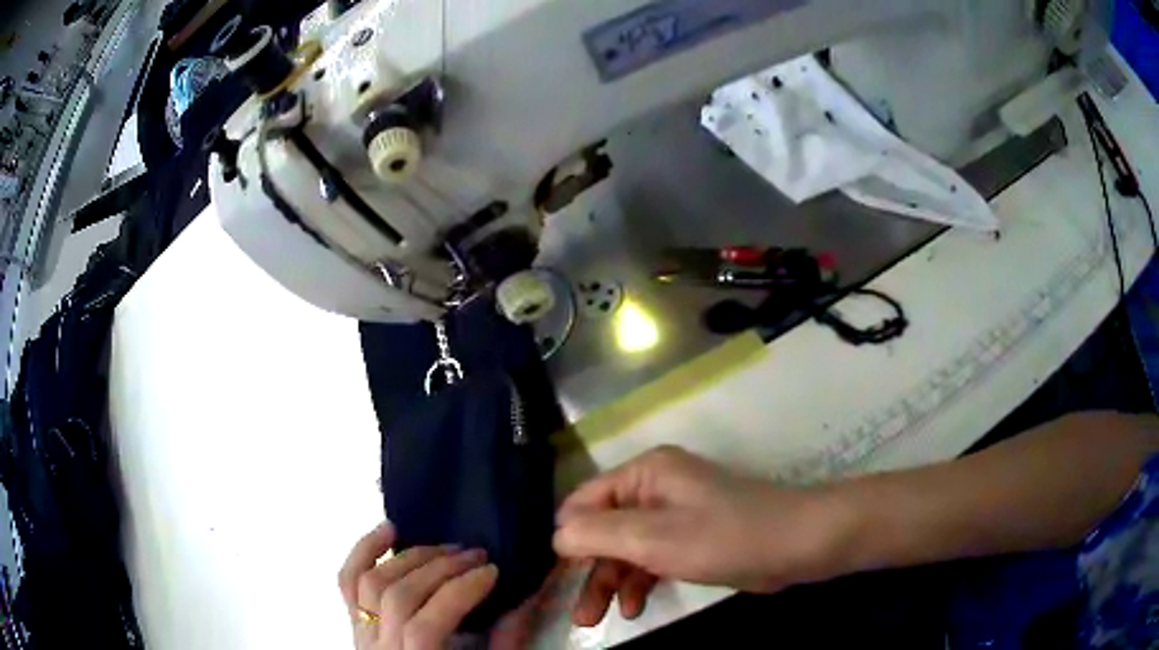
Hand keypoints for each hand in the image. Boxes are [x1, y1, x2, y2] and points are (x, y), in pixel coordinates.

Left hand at [339, 523, 549, 648]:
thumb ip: (503, 645)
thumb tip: (521, 602)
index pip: (425, 626)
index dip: (458, 594)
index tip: (492, 571)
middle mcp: (379, 648)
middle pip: (399, 596)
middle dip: (440, 569)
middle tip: (476, 553)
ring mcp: (361, 632)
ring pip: (372, 582)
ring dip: (410, 557)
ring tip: (444, 546)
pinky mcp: (355, 621)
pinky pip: (348, 581)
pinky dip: (363, 551)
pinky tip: (388, 530)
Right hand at [553, 447, 846, 626]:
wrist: (796, 546)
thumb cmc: (725, 537)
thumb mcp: (654, 538)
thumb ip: (597, 533)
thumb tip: (555, 535)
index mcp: (644, 473)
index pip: (585, 501)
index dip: (567, 538)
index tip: (553, 577)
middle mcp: (654, 489)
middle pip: (603, 530)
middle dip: (589, 571)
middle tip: (578, 613)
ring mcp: (673, 516)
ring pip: (625, 549)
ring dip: (611, 582)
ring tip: (597, 618)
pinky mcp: (689, 539)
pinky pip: (649, 559)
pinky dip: (638, 582)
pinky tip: (635, 608)